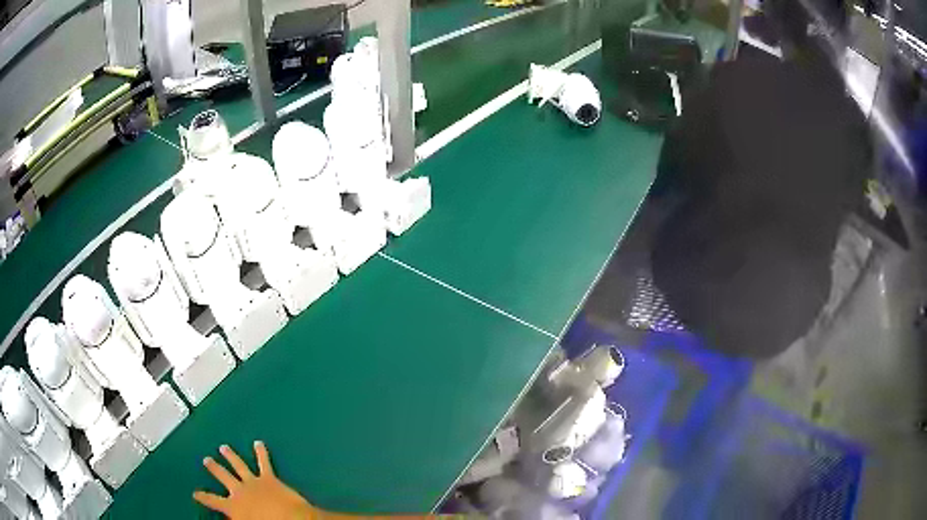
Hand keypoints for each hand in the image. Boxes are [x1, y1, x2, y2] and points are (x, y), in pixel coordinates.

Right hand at [194, 441, 315, 518]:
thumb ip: (235, 518)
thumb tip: (229, 518)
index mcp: (233, 506)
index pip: (213, 501)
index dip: (203, 497)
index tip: (195, 493)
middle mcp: (240, 491)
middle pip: (223, 477)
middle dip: (214, 468)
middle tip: (206, 459)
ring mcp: (253, 482)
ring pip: (239, 465)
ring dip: (231, 456)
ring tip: (224, 447)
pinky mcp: (270, 479)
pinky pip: (264, 463)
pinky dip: (261, 452)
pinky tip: (258, 443)